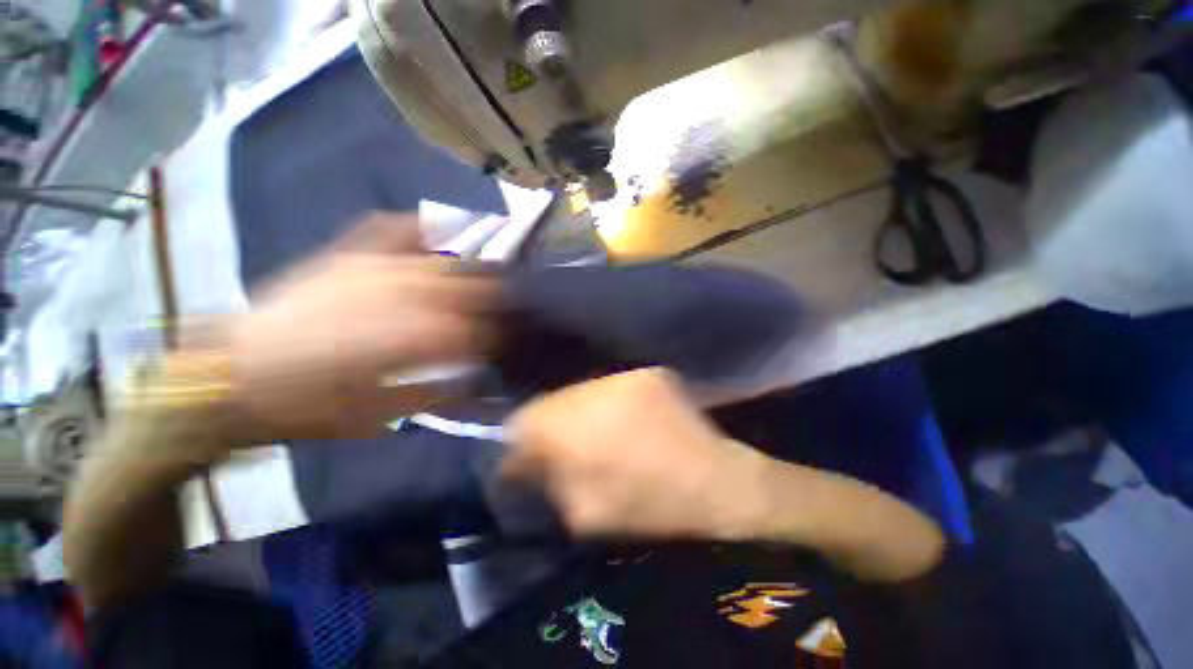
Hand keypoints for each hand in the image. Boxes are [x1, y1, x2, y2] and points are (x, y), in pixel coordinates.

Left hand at [221, 212, 499, 439]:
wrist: (233, 375)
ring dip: (474, 268)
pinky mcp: (347, 255)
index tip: (506, 344)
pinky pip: (391, 228)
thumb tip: (477, 382)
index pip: (477, 331)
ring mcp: (373, 266)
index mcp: (412, 337)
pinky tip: (440, 226)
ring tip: (493, 273)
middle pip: (469, 287)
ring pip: (442, 260)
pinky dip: (421, 225)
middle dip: (497, 298)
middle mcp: (402, 294)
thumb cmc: (310, 406)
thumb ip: (438, 394)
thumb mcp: (381, 413)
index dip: (498, 337)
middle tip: (510, 308)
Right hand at [501, 368, 764, 538]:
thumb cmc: (648, 507)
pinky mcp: (649, 372)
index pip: (525, 417)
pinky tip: (624, 420)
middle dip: (551, 422)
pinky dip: (609, 402)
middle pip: (553, 399)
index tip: (529, 453)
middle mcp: (595, 391)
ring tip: (596, 431)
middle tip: (563, 444)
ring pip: (583, 389)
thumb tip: (522, 459)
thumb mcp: (582, 512)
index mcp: (574, 428)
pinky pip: (613, 386)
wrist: (716, 484)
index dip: (521, 436)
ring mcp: (625, 376)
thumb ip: (545, 480)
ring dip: (581, 409)